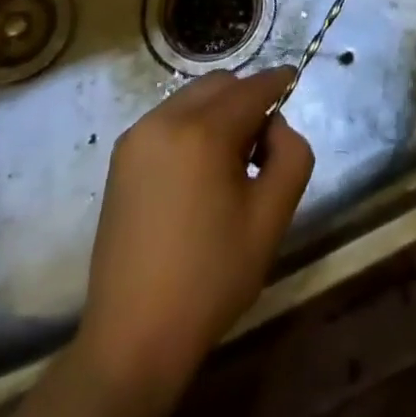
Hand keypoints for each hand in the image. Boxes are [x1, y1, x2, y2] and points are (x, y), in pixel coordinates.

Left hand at [66, 68, 313, 416]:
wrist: (133, 338)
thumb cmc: (210, 279)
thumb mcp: (271, 219)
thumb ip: (290, 156)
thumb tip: (275, 126)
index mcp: (204, 132)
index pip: (252, 89)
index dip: (277, 81)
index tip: (294, 79)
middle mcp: (166, 120)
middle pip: (220, 86)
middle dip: (247, 99)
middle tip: (262, 147)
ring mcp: (137, 136)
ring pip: (192, 98)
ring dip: (218, 112)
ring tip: (228, 164)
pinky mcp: (121, 157)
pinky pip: (168, 120)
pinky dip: (192, 126)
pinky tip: (198, 173)